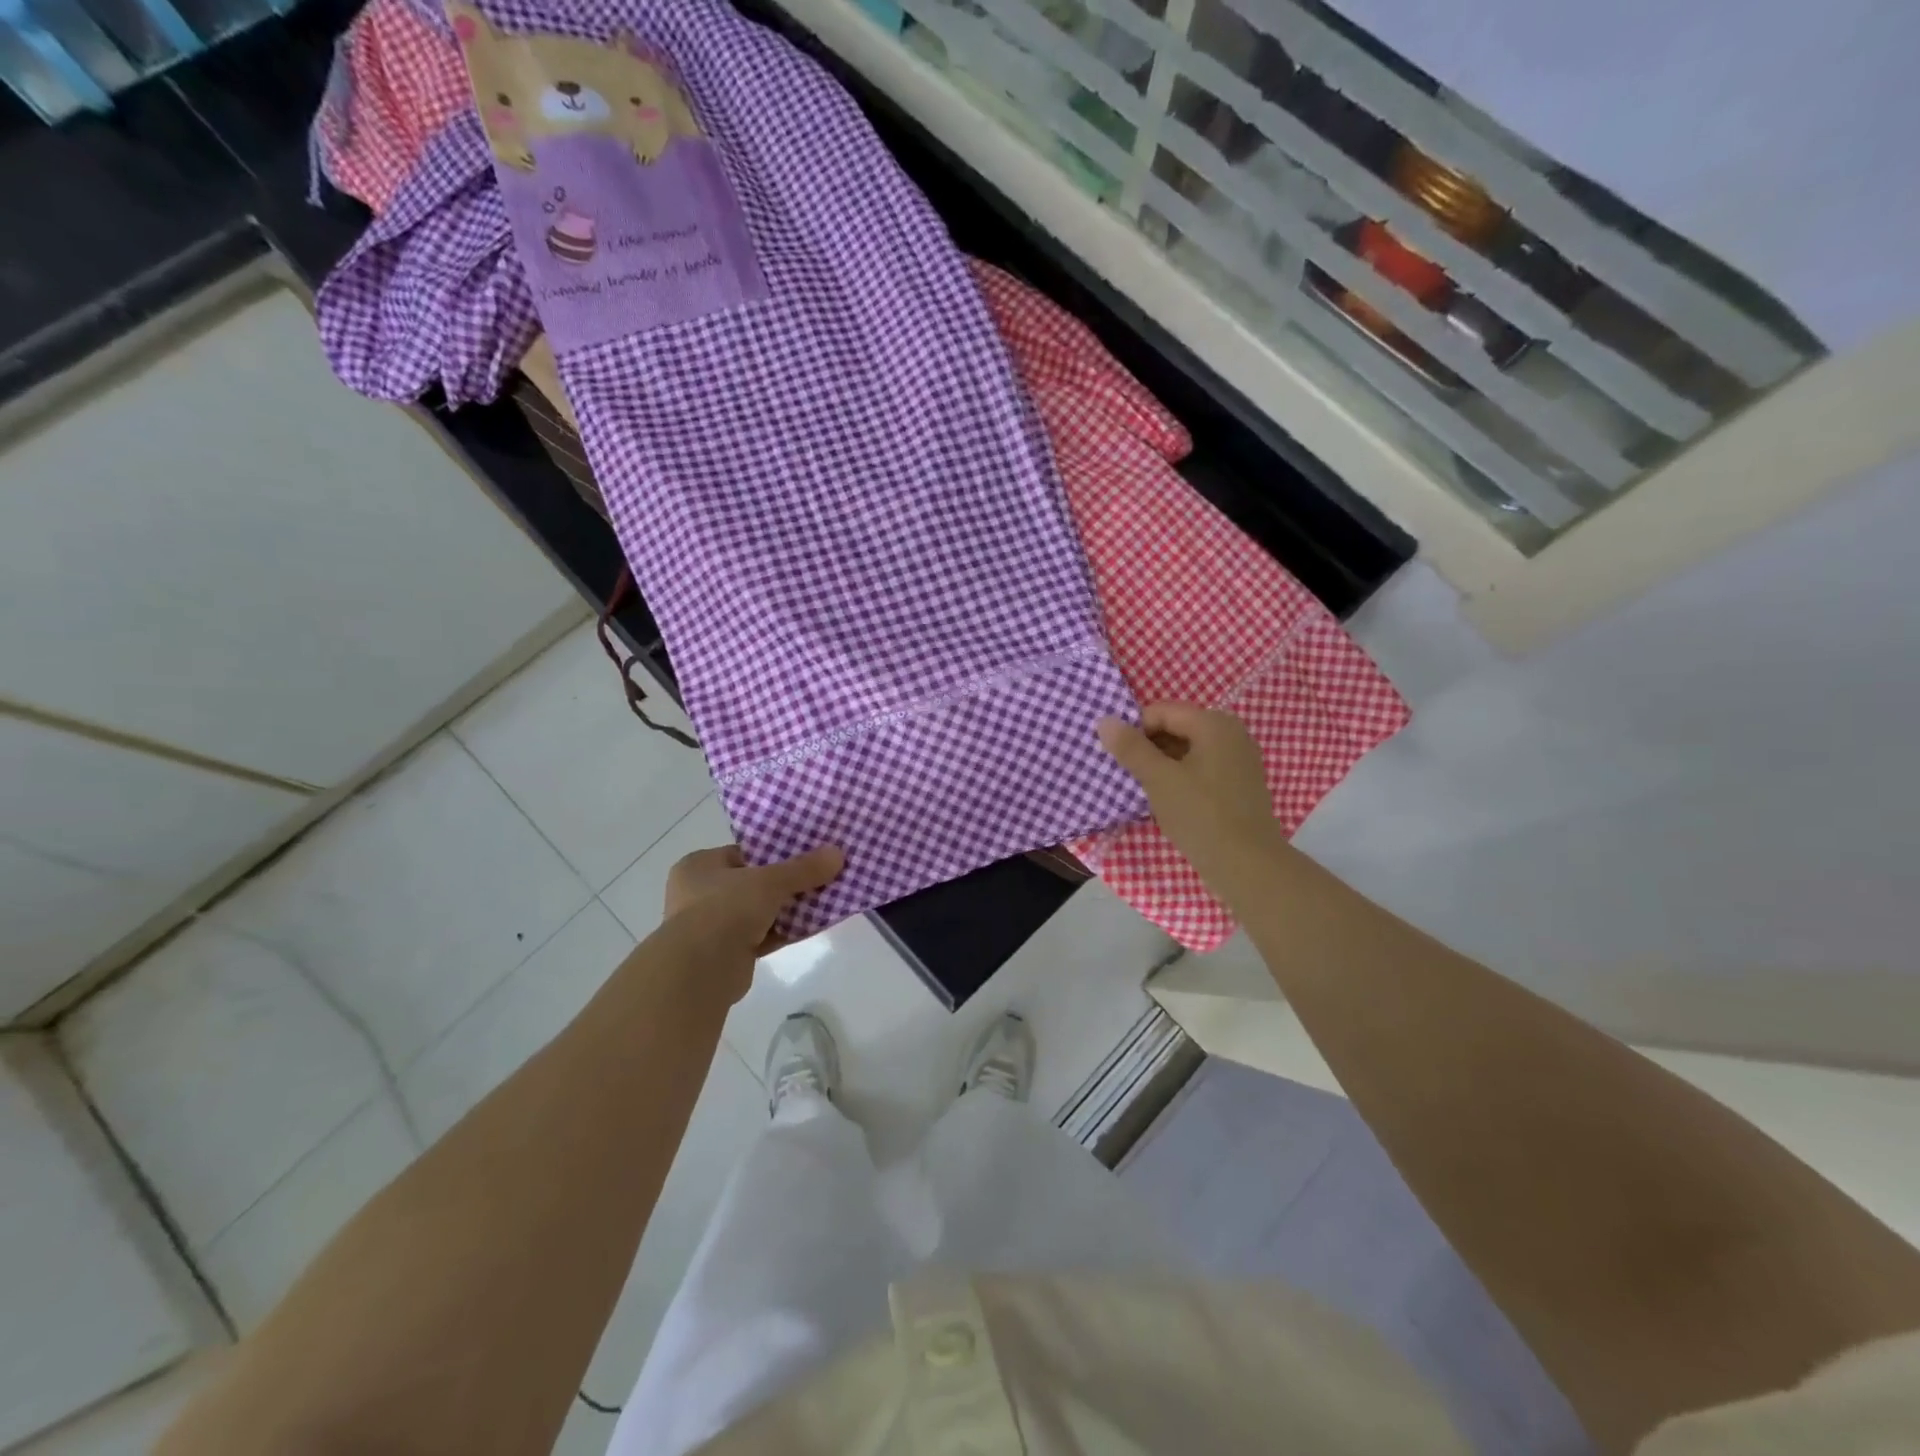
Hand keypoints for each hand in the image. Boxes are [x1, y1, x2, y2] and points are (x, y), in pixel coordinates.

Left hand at [663, 843, 844, 961]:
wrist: (700, 971)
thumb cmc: (725, 909)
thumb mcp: (769, 881)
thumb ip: (803, 869)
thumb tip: (838, 853)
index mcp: (699, 866)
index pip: (743, 853)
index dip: (775, 852)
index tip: (806, 852)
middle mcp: (699, 894)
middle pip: (754, 882)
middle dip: (786, 882)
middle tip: (820, 875)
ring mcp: (711, 926)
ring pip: (760, 911)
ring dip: (788, 908)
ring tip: (824, 898)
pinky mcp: (727, 954)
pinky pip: (763, 935)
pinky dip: (785, 931)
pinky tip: (814, 925)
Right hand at [1098, 704, 1286, 901]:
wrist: (1248, 866)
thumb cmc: (1201, 817)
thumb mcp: (1159, 780)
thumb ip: (1131, 748)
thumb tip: (1104, 720)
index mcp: (1214, 724)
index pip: (1162, 711)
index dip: (1135, 730)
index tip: (1121, 760)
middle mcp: (1232, 733)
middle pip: (1177, 727)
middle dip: (1149, 748)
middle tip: (1131, 776)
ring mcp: (1239, 759)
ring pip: (1188, 750)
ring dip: (1163, 765)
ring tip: (1147, 790)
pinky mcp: (1240, 784)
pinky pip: (1203, 768)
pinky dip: (1182, 777)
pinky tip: (1171, 802)